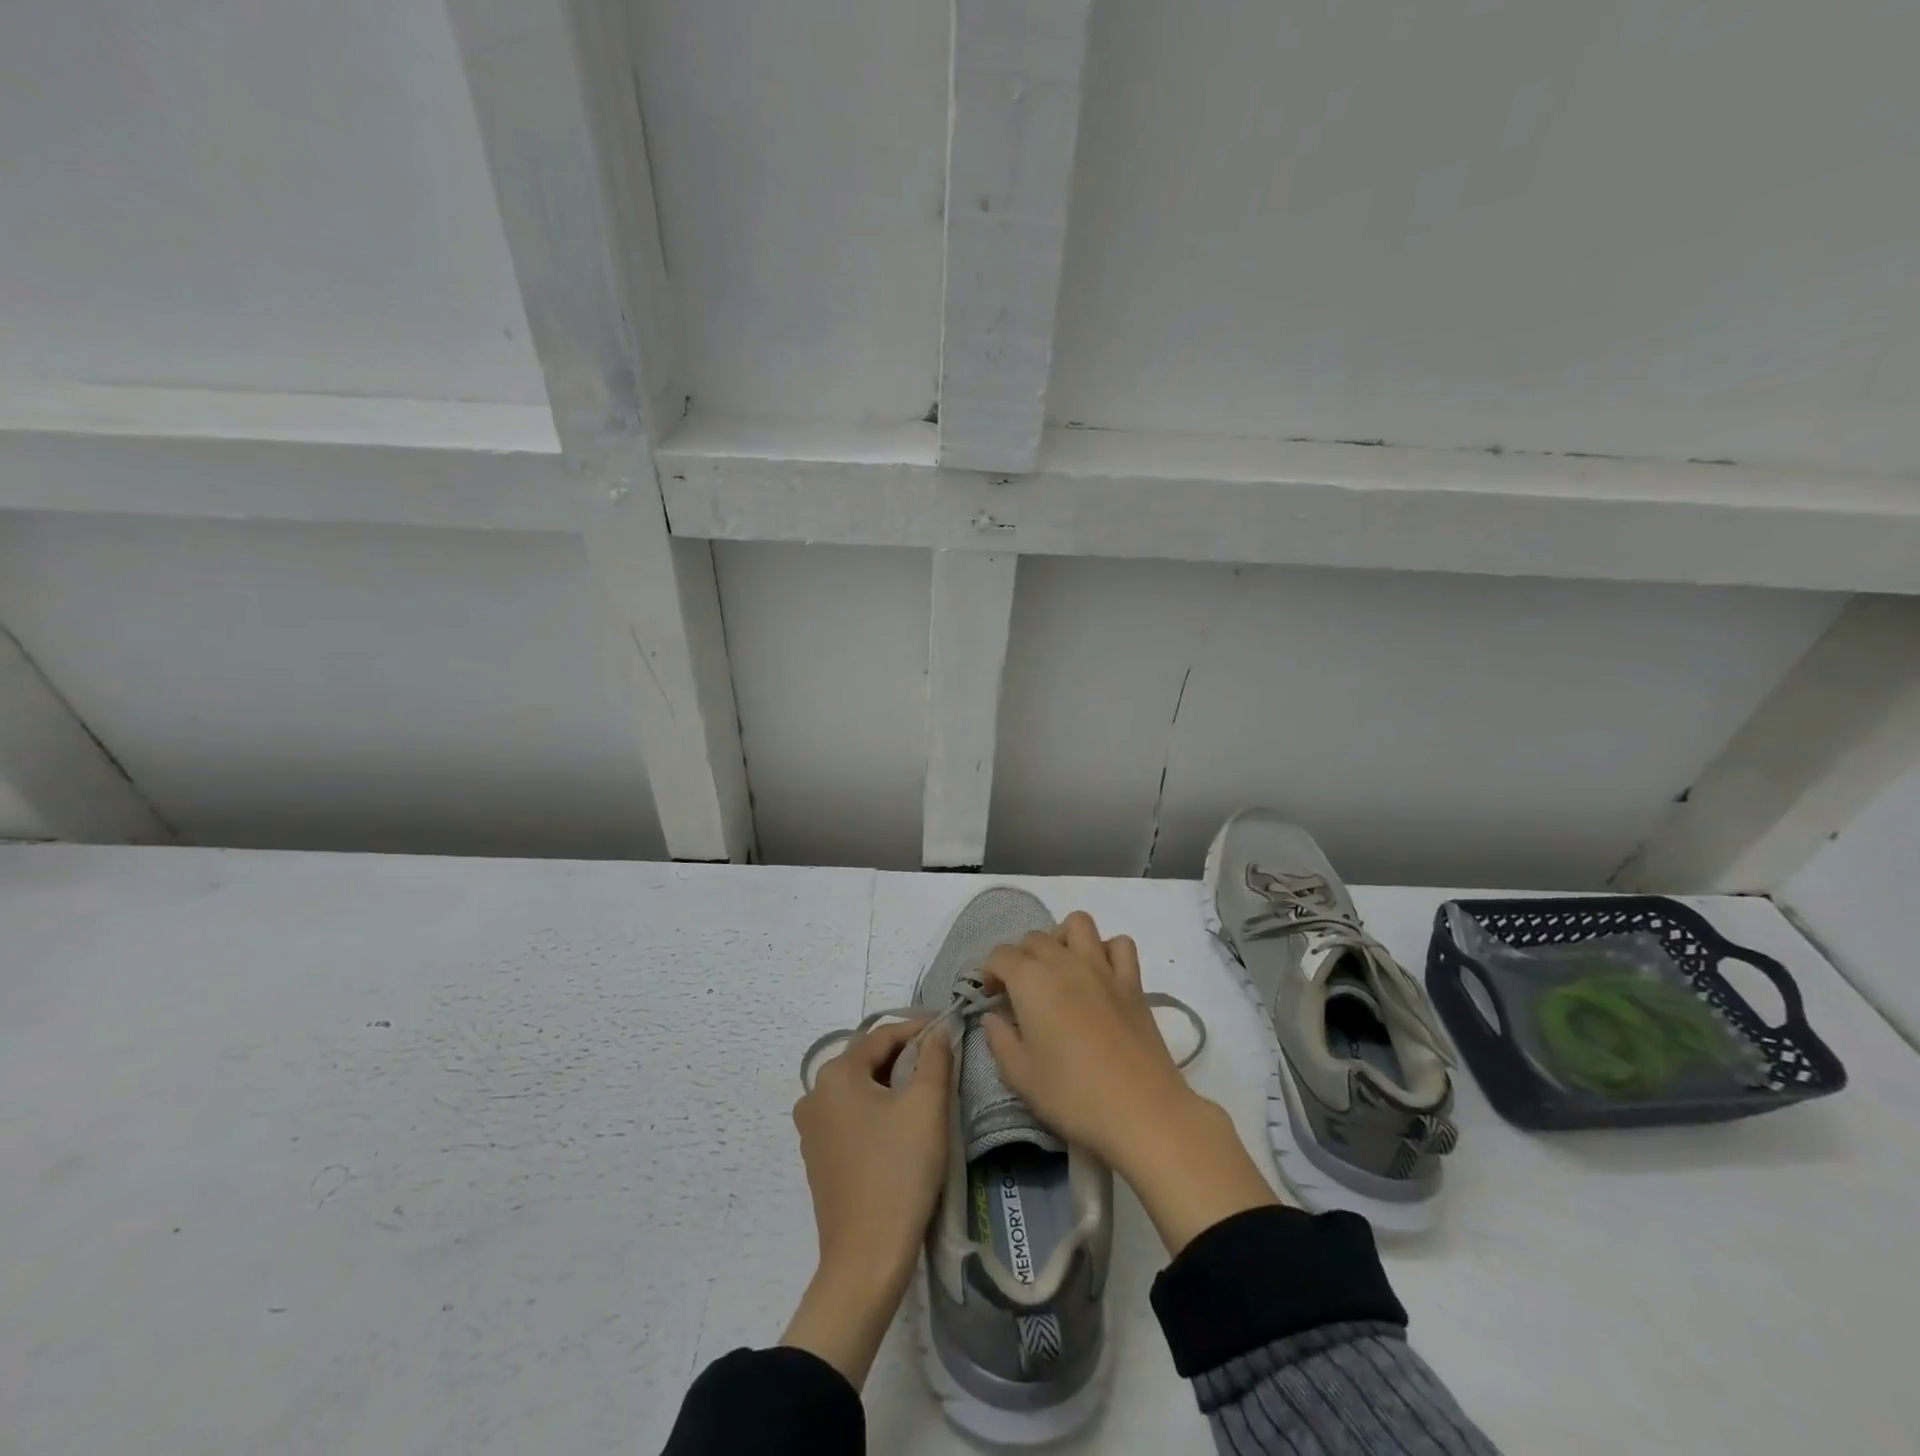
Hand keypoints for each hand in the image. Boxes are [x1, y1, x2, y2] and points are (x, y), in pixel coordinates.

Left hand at [783, 1018, 951, 1385]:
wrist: (866, 1258)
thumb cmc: (899, 1171)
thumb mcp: (927, 1106)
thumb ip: (935, 1058)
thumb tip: (938, 1031)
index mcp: (836, 1074)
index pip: (883, 1035)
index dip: (918, 1029)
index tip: (949, 1030)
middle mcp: (815, 1093)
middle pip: (868, 1060)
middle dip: (906, 1056)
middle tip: (943, 1062)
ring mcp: (812, 1128)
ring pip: (860, 1089)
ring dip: (892, 1084)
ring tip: (927, 1091)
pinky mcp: (818, 1157)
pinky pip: (851, 1116)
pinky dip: (877, 1110)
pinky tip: (902, 1125)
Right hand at [983, 911, 1281, 1253]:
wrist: (1142, 1110)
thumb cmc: (1072, 1094)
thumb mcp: (1020, 1075)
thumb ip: (999, 1039)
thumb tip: (994, 1017)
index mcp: (1031, 980)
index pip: (1000, 955)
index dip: (989, 972)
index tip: (992, 997)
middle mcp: (1065, 962)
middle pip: (1035, 937)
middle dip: (1020, 957)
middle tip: (1020, 992)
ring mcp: (1103, 968)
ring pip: (1078, 924)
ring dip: (1062, 938)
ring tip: (1059, 969)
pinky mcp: (1133, 982)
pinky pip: (1119, 946)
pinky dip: (1106, 950)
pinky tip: (1100, 976)